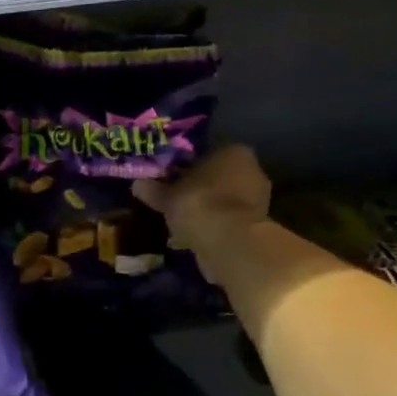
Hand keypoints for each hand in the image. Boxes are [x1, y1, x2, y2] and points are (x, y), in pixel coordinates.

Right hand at [134, 144, 271, 278]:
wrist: (230, 243)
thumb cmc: (199, 204)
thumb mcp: (167, 196)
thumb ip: (154, 189)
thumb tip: (137, 184)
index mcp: (234, 152)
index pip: (209, 153)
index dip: (188, 166)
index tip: (172, 178)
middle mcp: (253, 172)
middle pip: (220, 177)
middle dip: (200, 188)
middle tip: (176, 199)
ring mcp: (259, 201)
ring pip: (225, 201)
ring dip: (208, 210)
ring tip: (182, 222)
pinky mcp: (259, 228)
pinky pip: (230, 222)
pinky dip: (215, 228)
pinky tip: (195, 238)